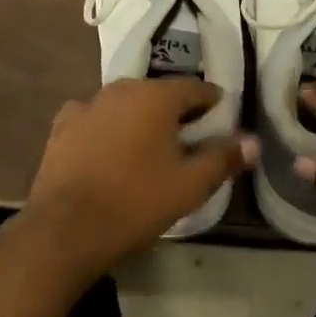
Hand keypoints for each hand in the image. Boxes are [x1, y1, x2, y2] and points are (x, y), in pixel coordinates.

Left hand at [26, 78, 255, 280]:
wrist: (66, 228)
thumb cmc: (136, 202)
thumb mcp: (190, 185)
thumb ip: (223, 158)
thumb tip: (253, 141)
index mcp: (156, 96)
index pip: (196, 88)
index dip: (213, 104)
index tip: (222, 121)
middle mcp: (121, 89)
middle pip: (159, 94)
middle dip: (177, 112)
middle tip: (189, 139)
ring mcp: (87, 105)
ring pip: (126, 105)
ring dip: (141, 119)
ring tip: (150, 148)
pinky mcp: (62, 126)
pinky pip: (96, 119)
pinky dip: (108, 129)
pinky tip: (110, 151)